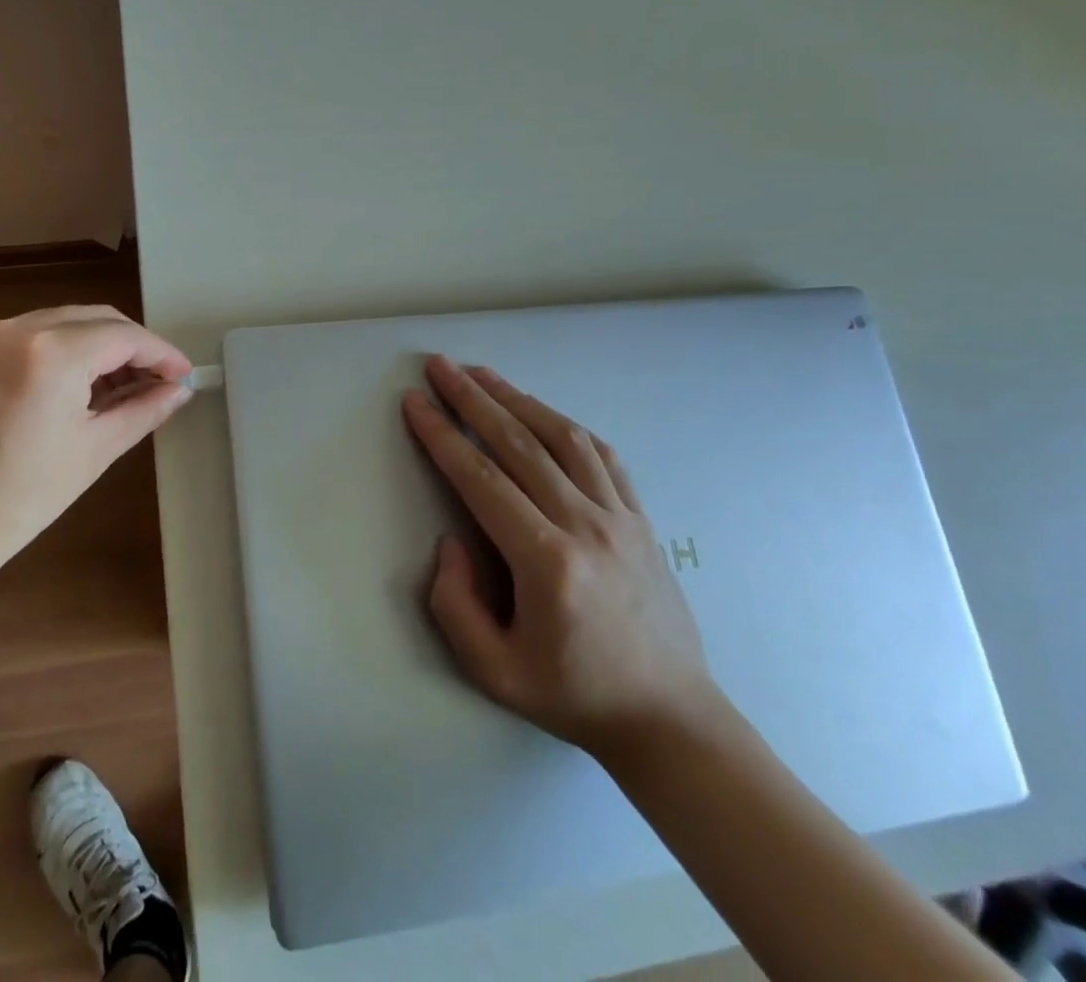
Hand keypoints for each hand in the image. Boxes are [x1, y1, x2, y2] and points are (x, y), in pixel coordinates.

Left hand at [0, 306, 192, 582]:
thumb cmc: (19, 499)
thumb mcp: (93, 452)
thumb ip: (143, 411)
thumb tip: (179, 390)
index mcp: (51, 354)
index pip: (123, 336)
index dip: (160, 353)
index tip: (183, 374)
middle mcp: (15, 330)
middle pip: (93, 318)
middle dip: (130, 345)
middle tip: (155, 380)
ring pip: (59, 323)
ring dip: (94, 345)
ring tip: (115, 387)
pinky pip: (25, 335)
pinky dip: (57, 349)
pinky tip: (69, 386)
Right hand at [403, 357, 717, 761]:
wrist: (671, 720)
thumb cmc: (575, 696)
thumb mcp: (493, 671)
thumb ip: (454, 604)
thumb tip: (451, 539)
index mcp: (546, 561)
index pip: (481, 479)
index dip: (442, 435)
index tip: (415, 402)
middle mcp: (585, 525)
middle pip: (519, 443)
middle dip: (472, 399)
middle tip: (439, 366)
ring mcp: (620, 518)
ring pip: (562, 438)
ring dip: (516, 399)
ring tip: (482, 374)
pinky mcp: (641, 519)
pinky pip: (602, 456)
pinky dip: (565, 424)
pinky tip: (541, 411)